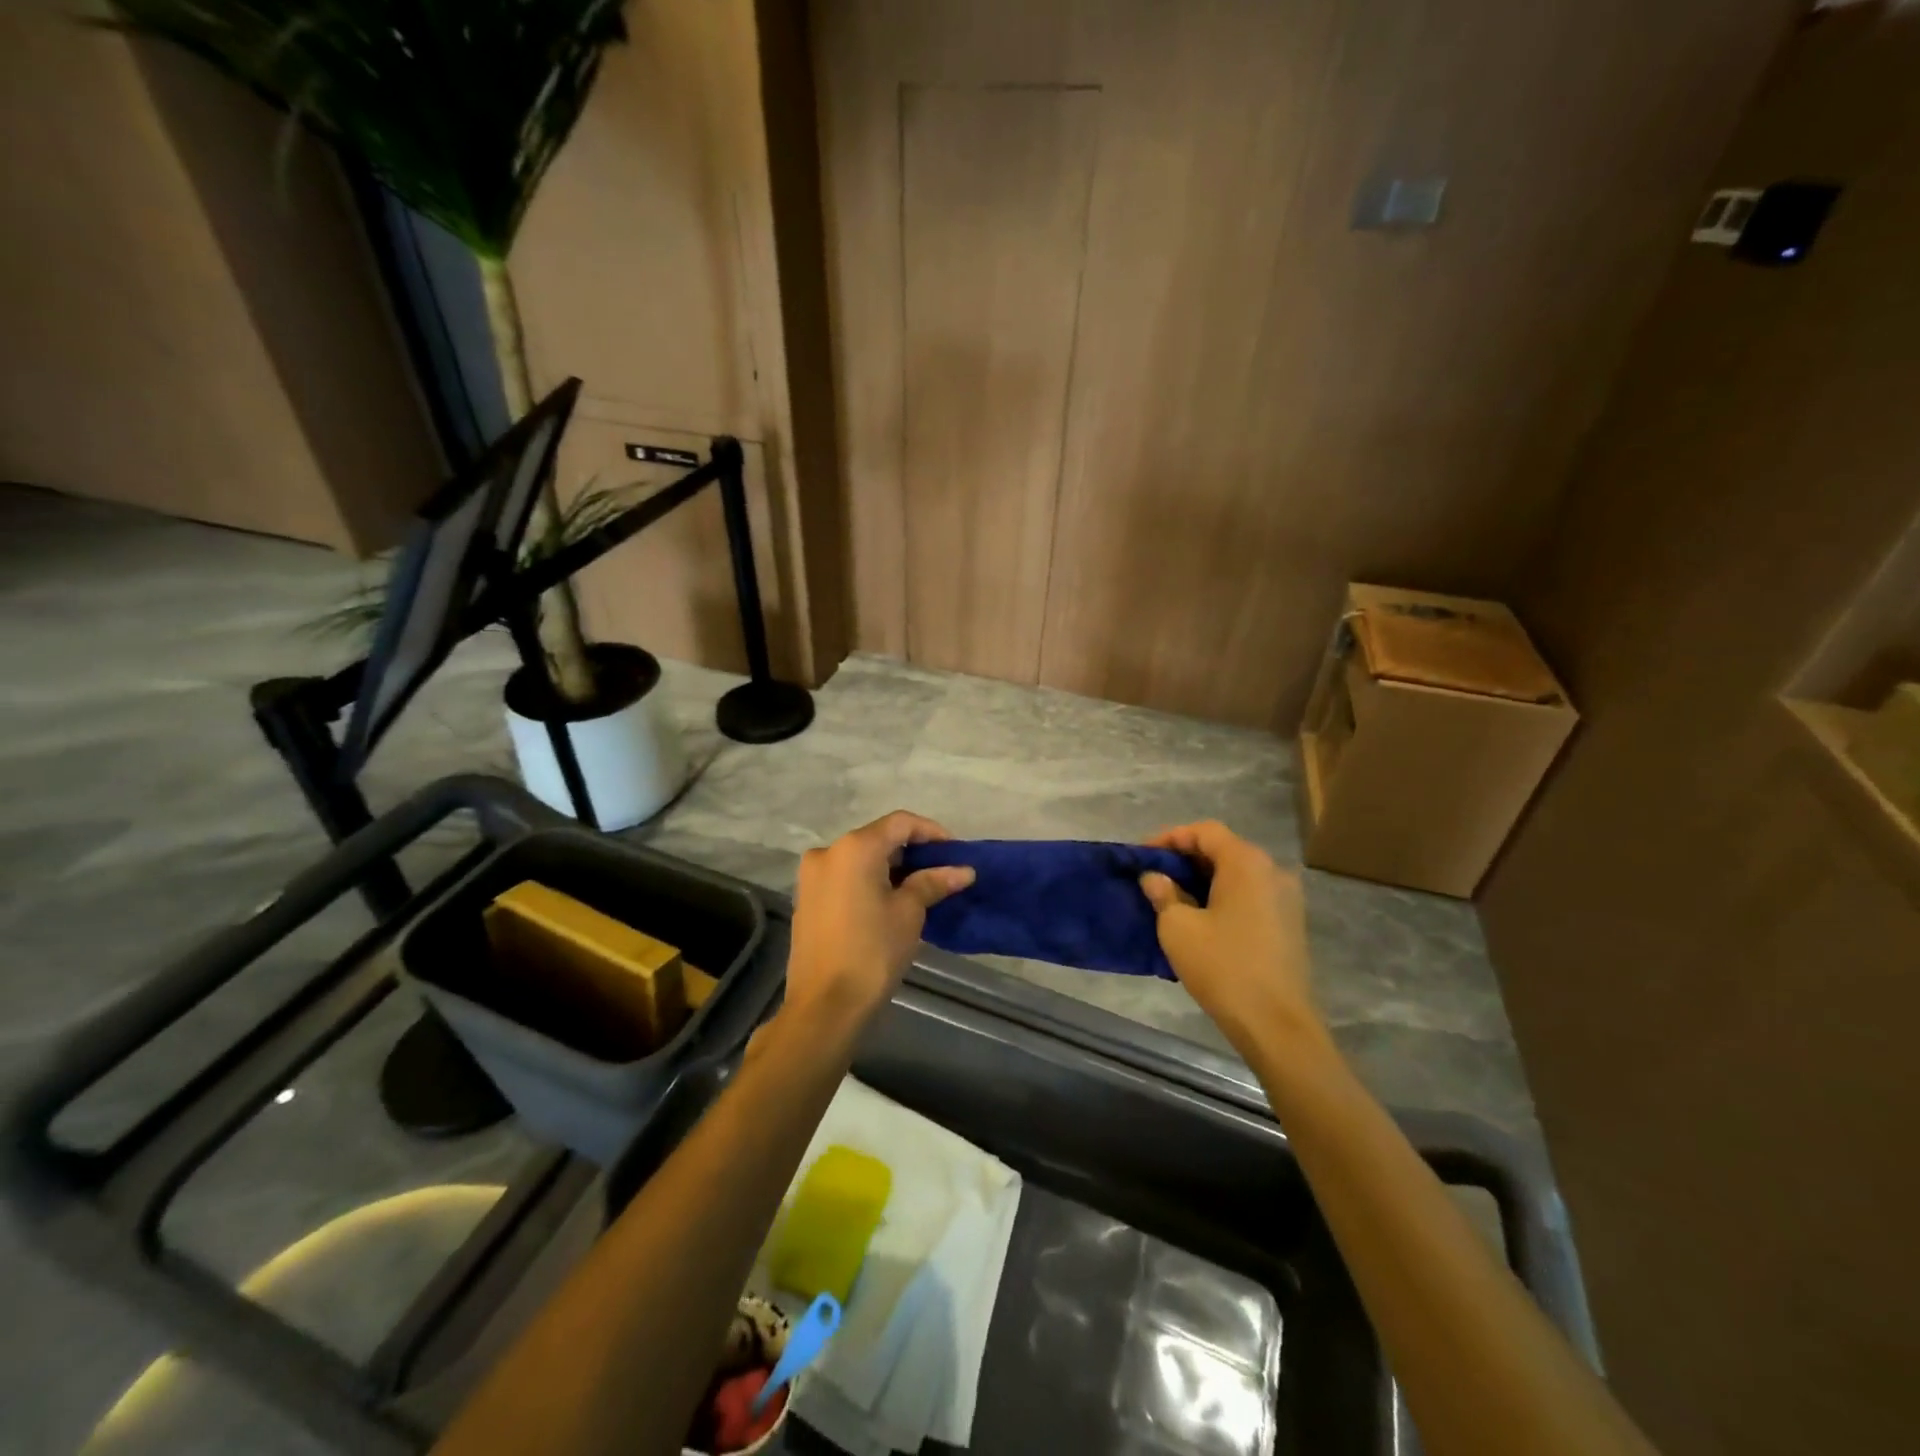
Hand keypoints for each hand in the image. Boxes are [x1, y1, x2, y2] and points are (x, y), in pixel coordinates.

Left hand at [785, 811, 974, 1031]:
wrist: (824, 1006)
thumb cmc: (872, 952)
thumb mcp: (909, 913)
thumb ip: (933, 882)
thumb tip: (964, 870)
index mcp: (854, 848)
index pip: (900, 823)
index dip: (931, 832)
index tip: (955, 852)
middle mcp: (828, 852)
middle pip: (878, 838)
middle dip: (912, 852)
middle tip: (942, 872)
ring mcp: (812, 876)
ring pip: (860, 858)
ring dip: (891, 867)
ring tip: (921, 888)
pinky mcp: (807, 898)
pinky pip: (845, 877)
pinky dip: (869, 880)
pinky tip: (891, 901)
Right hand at [1139, 821, 1322, 1058]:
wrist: (1276, 1024)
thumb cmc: (1223, 967)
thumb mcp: (1178, 928)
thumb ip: (1163, 894)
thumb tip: (1154, 877)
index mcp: (1247, 863)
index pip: (1204, 831)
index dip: (1169, 838)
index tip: (1142, 856)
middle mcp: (1272, 871)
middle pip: (1223, 849)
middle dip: (1185, 859)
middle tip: (1153, 876)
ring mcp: (1286, 898)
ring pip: (1237, 874)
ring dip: (1203, 880)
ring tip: (1171, 898)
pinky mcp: (1289, 924)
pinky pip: (1250, 896)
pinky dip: (1222, 897)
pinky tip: (1200, 919)